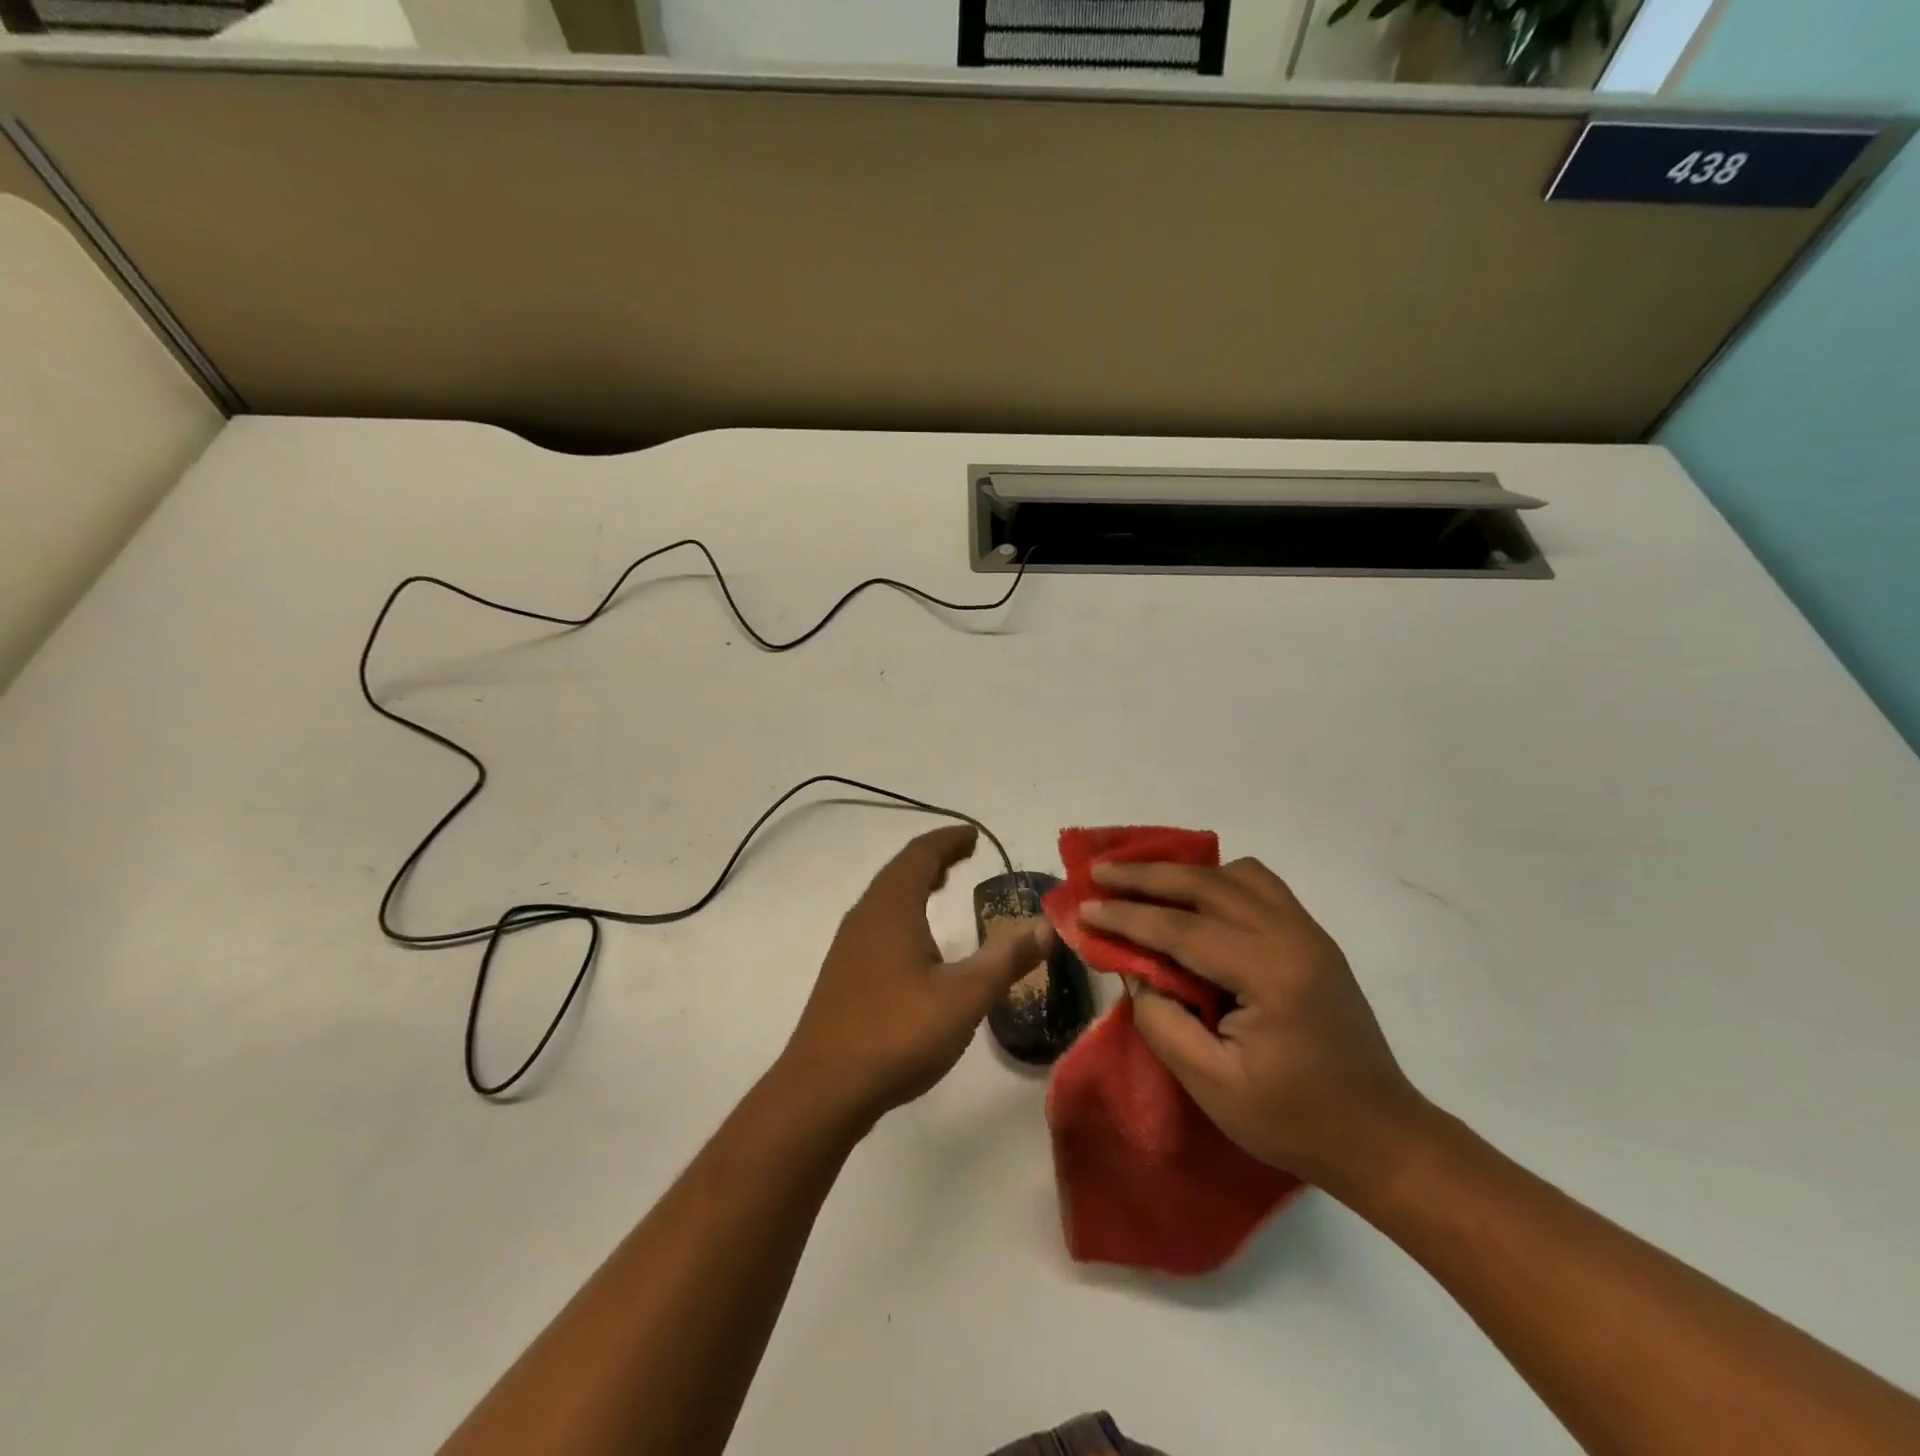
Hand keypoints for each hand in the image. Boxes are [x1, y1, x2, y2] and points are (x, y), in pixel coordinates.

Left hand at [779, 826, 1051, 1129]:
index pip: (921, 854)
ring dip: (914, 883)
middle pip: (900, 870)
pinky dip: (902, 910)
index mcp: (893, 908)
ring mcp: (849, 944)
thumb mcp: (965, 997)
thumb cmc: (898, 1033)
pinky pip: (877, 921)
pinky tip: (915, 941)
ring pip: (885, 896)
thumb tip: (1045, 925)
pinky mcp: (843, 972)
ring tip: (941, 885)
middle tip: (963, 855)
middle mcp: (866, 916)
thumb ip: (1006, 959)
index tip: (974, 836)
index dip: (949, 840)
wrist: (823, 1089)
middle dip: (933, 857)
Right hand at [1082, 858, 1429, 1196]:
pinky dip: (1219, 881)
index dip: (1126, 917)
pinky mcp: (1313, 938)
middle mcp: (1292, 936)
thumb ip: (1163, 1022)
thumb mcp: (1212, 1086)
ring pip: (1236, 874)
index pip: (1181, 928)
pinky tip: (1197, 901)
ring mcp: (1308, 932)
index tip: (1083, 909)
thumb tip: (1135, 972)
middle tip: (1099, 872)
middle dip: (1145, 875)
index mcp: (1270, 973)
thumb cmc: (1293, 1121)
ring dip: (1184, 873)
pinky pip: (1260, 886)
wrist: (1381, 1137)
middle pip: (1206, 884)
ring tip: (1144, 884)